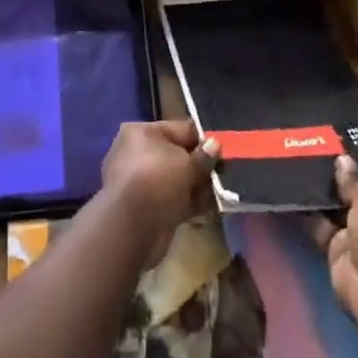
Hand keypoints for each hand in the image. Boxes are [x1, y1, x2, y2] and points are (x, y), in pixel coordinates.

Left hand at [99, 120, 217, 267]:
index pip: (179, 129)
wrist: (132, 228)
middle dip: (201, 165)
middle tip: (226, 172)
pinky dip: (189, 203)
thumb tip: (215, 145)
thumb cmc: (158, 180)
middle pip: (177, 155)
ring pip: (176, 179)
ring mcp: (140, 182)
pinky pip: (172, 200)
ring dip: (197, 186)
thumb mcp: (187, 164)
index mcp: (141, 132)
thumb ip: (203, 156)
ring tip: (222, 191)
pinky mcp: (145, 208)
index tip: (225, 147)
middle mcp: (136, 153)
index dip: (203, 138)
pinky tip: (211, 208)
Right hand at [315, 155, 357, 319]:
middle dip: (345, 176)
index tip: (350, 143)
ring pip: (341, 208)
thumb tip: (343, 161)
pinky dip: (309, 213)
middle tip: (319, 148)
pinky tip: (294, 190)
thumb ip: (356, 177)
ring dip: (325, 194)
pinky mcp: (341, 250)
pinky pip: (322, 226)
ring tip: (301, 162)